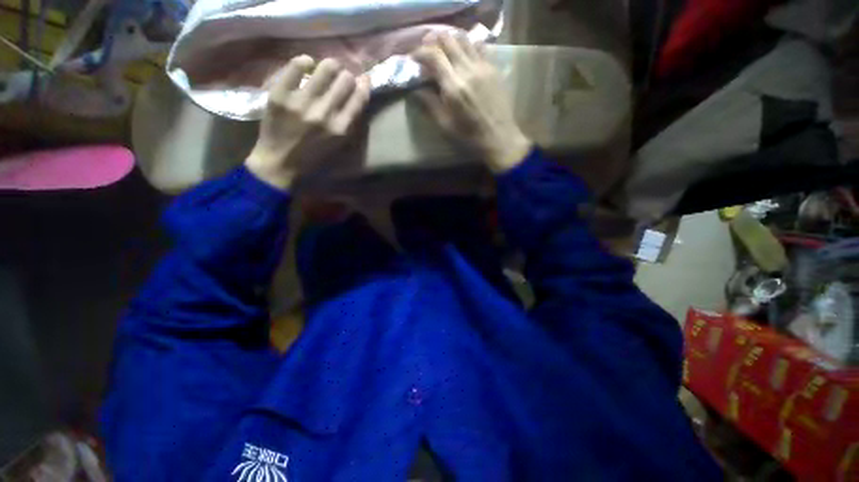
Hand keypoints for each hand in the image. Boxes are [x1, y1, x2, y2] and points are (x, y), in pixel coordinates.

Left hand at [245, 56, 370, 189]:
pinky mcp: (281, 94)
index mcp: (341, 129)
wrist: (280, 161)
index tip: (363, 78)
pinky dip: (305, 61)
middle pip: (346, 79)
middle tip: (342, 78)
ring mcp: (302, 103)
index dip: (364, 84)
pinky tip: (307, 65)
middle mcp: (325, 114)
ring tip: (327, 68)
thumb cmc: (314, 155)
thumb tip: (358, 93)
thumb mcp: (339, 144)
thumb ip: (350, 121)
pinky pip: (297, 65)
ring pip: (326, 68)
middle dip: (347, 76)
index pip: (360, 97)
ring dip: (331, 65)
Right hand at [413, 33, 531, 172]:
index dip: (420, 52)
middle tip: (428, 51)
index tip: (414, 58)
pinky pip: (479, 47)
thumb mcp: (445, 125)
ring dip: (451, 41)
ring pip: (464, 39)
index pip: (434, 55)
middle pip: (448, 40)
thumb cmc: (469, 137)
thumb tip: (416, 89)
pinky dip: (468, 45)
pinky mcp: (493, 68)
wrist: (499, 138)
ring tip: (444, 50)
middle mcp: (467, 70)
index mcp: (453, 87)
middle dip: (434, 41)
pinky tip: (464, 55)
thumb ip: (430, 104)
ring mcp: (483, 66)